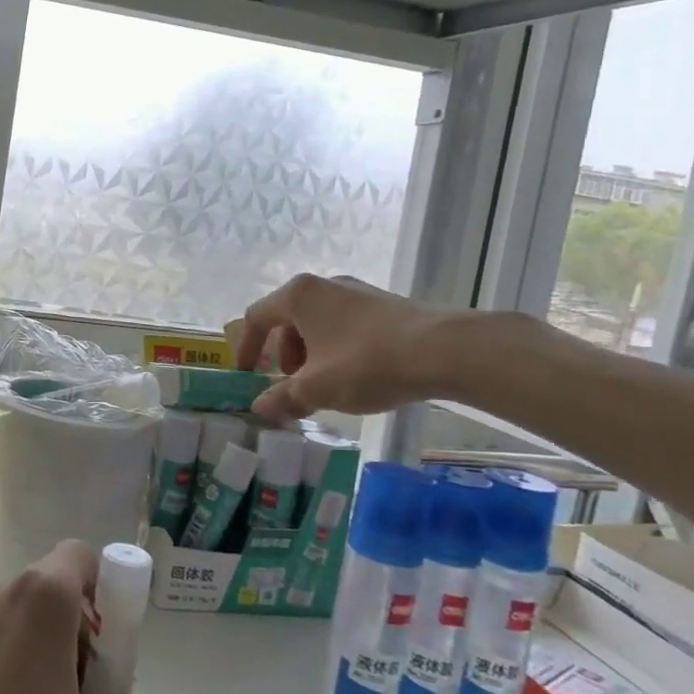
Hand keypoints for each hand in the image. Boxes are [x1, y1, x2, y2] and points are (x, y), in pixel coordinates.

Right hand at [234, 273, 468, 421]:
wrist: (446, 351)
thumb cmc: (366, 363)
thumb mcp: (317, 389)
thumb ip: (283, 398)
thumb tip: (260, 408)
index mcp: (298, 297)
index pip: (257, 318)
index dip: (246, 348)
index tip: (247, 375)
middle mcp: (324, 285)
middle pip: (289, 320)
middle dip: (285, 356)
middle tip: (294, 385)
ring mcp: (358, 292)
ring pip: (319, 323)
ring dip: (312, 355)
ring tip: (328, 385)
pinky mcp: (386, 304)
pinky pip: (347, 325)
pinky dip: (339, 349)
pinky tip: (358, 375)